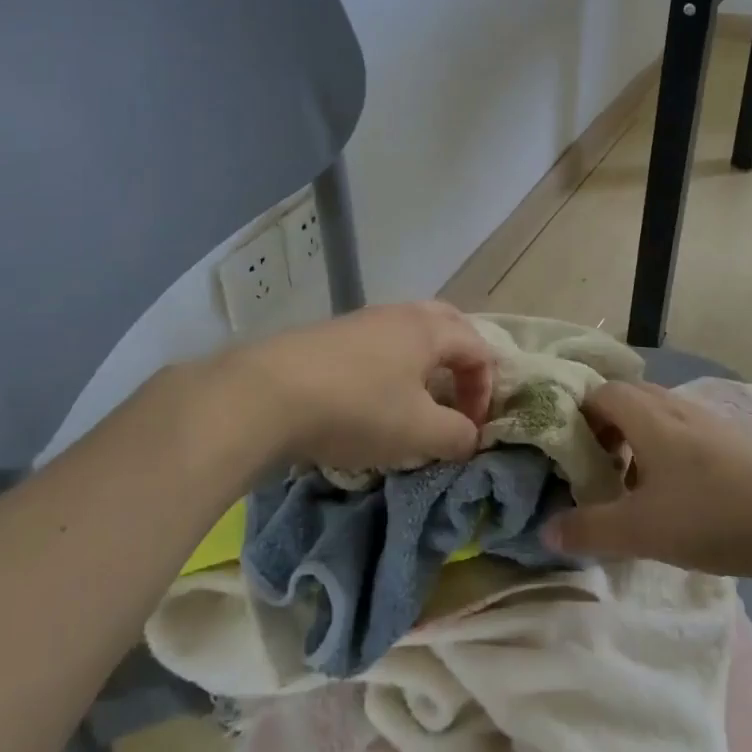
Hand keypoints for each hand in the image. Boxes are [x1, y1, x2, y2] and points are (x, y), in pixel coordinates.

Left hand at [214, 302, 493, 474]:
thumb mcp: (418, 432)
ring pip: (409, 332)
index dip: (485, 389)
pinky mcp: (329, 336)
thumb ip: (456, 435)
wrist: (267, 394)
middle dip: (461, 360)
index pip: (478, 349)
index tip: (471, 428)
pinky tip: (371, 398)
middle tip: (458, 395)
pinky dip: (390, 366)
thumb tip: (470, 437)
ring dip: (424, 363)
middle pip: (447, 324)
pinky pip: (377, 344)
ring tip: (416, 400)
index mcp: (428, 330)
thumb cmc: (358, 409)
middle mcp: (399, 315)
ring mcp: (360, 321)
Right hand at [541, 381, 751, 577]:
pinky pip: (685, 434)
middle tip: (595, 465)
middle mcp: (676, 408)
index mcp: (647, 416)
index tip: (568, 450)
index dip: (578, 414)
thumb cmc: (710, 514)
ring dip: (638, 441)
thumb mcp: (640, 529)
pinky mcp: (735, 443)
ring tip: (632, 485)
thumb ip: (589, 530)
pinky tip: (676, 495)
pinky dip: (667, 452)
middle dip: (606, 427)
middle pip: (630, 399)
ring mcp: (710, 423)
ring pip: (659, 417)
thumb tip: (545, 532)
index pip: (601, 393)